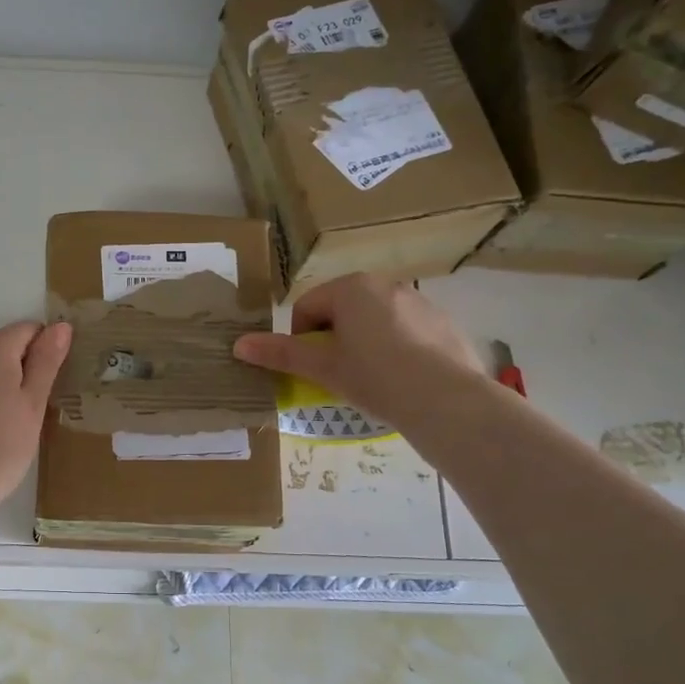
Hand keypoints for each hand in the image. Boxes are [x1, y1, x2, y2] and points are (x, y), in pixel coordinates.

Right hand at [232, 274, 484, 420]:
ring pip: (374, 321)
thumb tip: (238, 345)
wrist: (446, 399)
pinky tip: (402, 379)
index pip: (307, 307)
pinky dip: (395, 349)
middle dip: (333, 340)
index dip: (300, 340)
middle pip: (341, 311)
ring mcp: (418, 301)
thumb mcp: (322, 368)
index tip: (311, 368)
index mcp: (351, 288)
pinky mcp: (443, 322)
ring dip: (363, 343)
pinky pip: (405, 331)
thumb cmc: (374, 377)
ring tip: (371, 380)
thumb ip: (280, 353)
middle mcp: (385, 284)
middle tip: (337, 375)